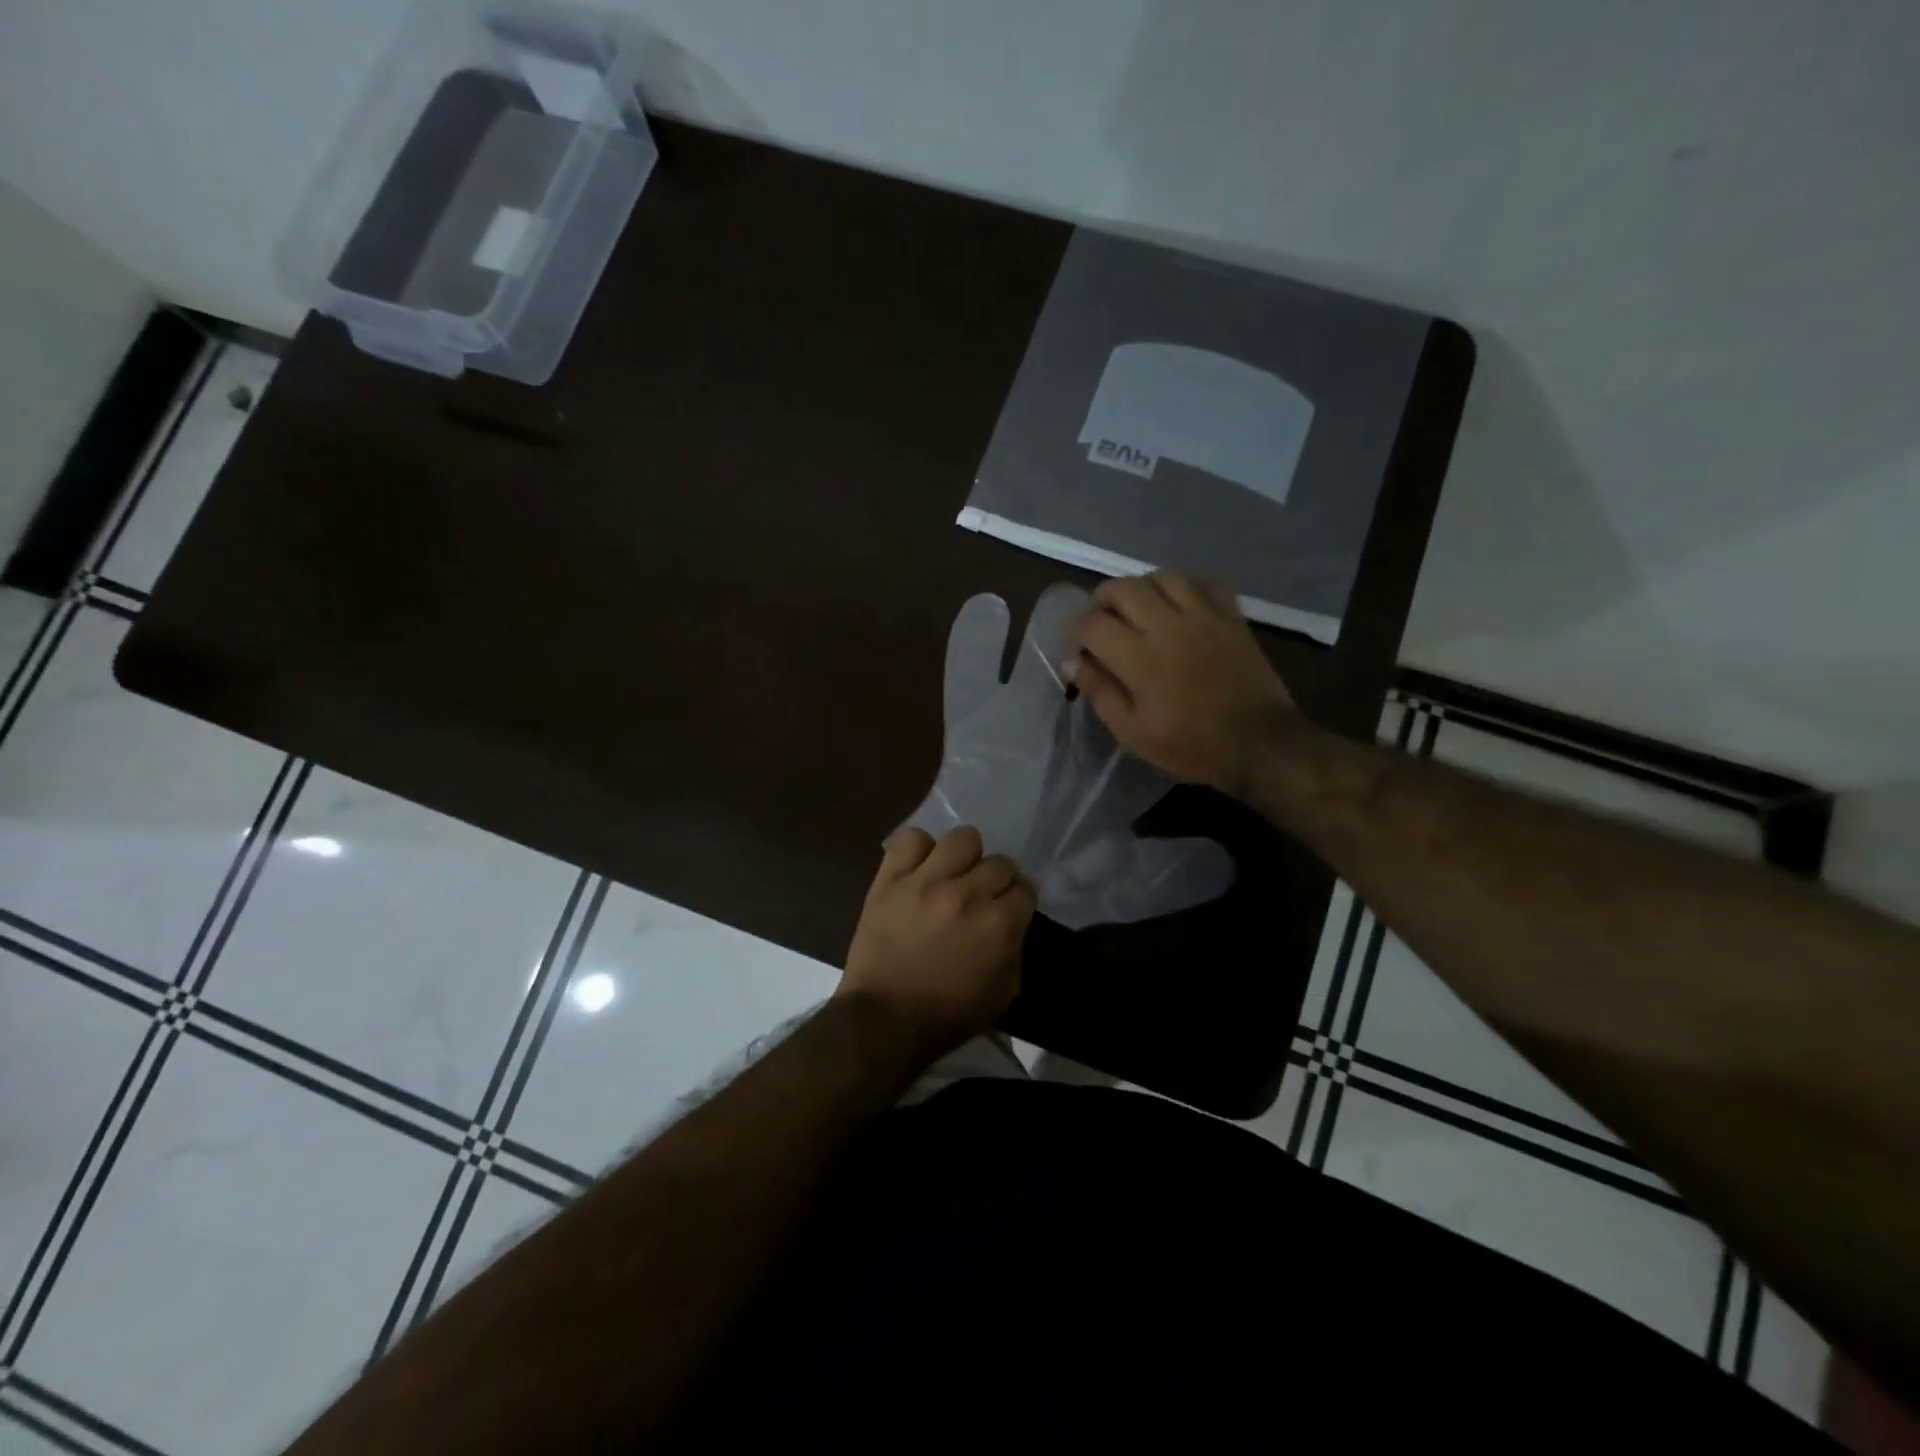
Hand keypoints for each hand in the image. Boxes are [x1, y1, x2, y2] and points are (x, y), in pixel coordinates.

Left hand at [839, 825, 1036, 1060]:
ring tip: (953, 874)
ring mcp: (927, 881)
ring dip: (964, 856)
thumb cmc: (948, 1015)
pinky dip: (919, 849)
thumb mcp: (1003, 993)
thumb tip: (1012, 923)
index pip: (1026, 888)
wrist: (885, 1019)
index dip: (1019, 899)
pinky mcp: (891, 878)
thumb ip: (1015, 949)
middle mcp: (969, 894)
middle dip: (996, 880)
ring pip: (963, 838)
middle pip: (999, 862)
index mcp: (1000, 923)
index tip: (1009, 908)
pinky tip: (920, 868)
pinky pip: (911, 839)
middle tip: (981, 896)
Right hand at [1065, 571, 1294, 798]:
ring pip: (1163, 577)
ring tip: (1138, 607)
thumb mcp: (1132, 733)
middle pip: (1124, 588)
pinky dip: (1186, 586)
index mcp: (1139, 658)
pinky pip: (1205, 582)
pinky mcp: (1232, 616)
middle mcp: (1168, 626)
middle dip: (1102, 599)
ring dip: (1142, 587)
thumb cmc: (1190, 745)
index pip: (1092, 623)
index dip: (1074, 628)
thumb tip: (1072, 661)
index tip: (1075, 642)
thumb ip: (1100, 692)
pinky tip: (1179, 603)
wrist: (1259, 744)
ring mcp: (1204, 616)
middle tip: (1100, 618)